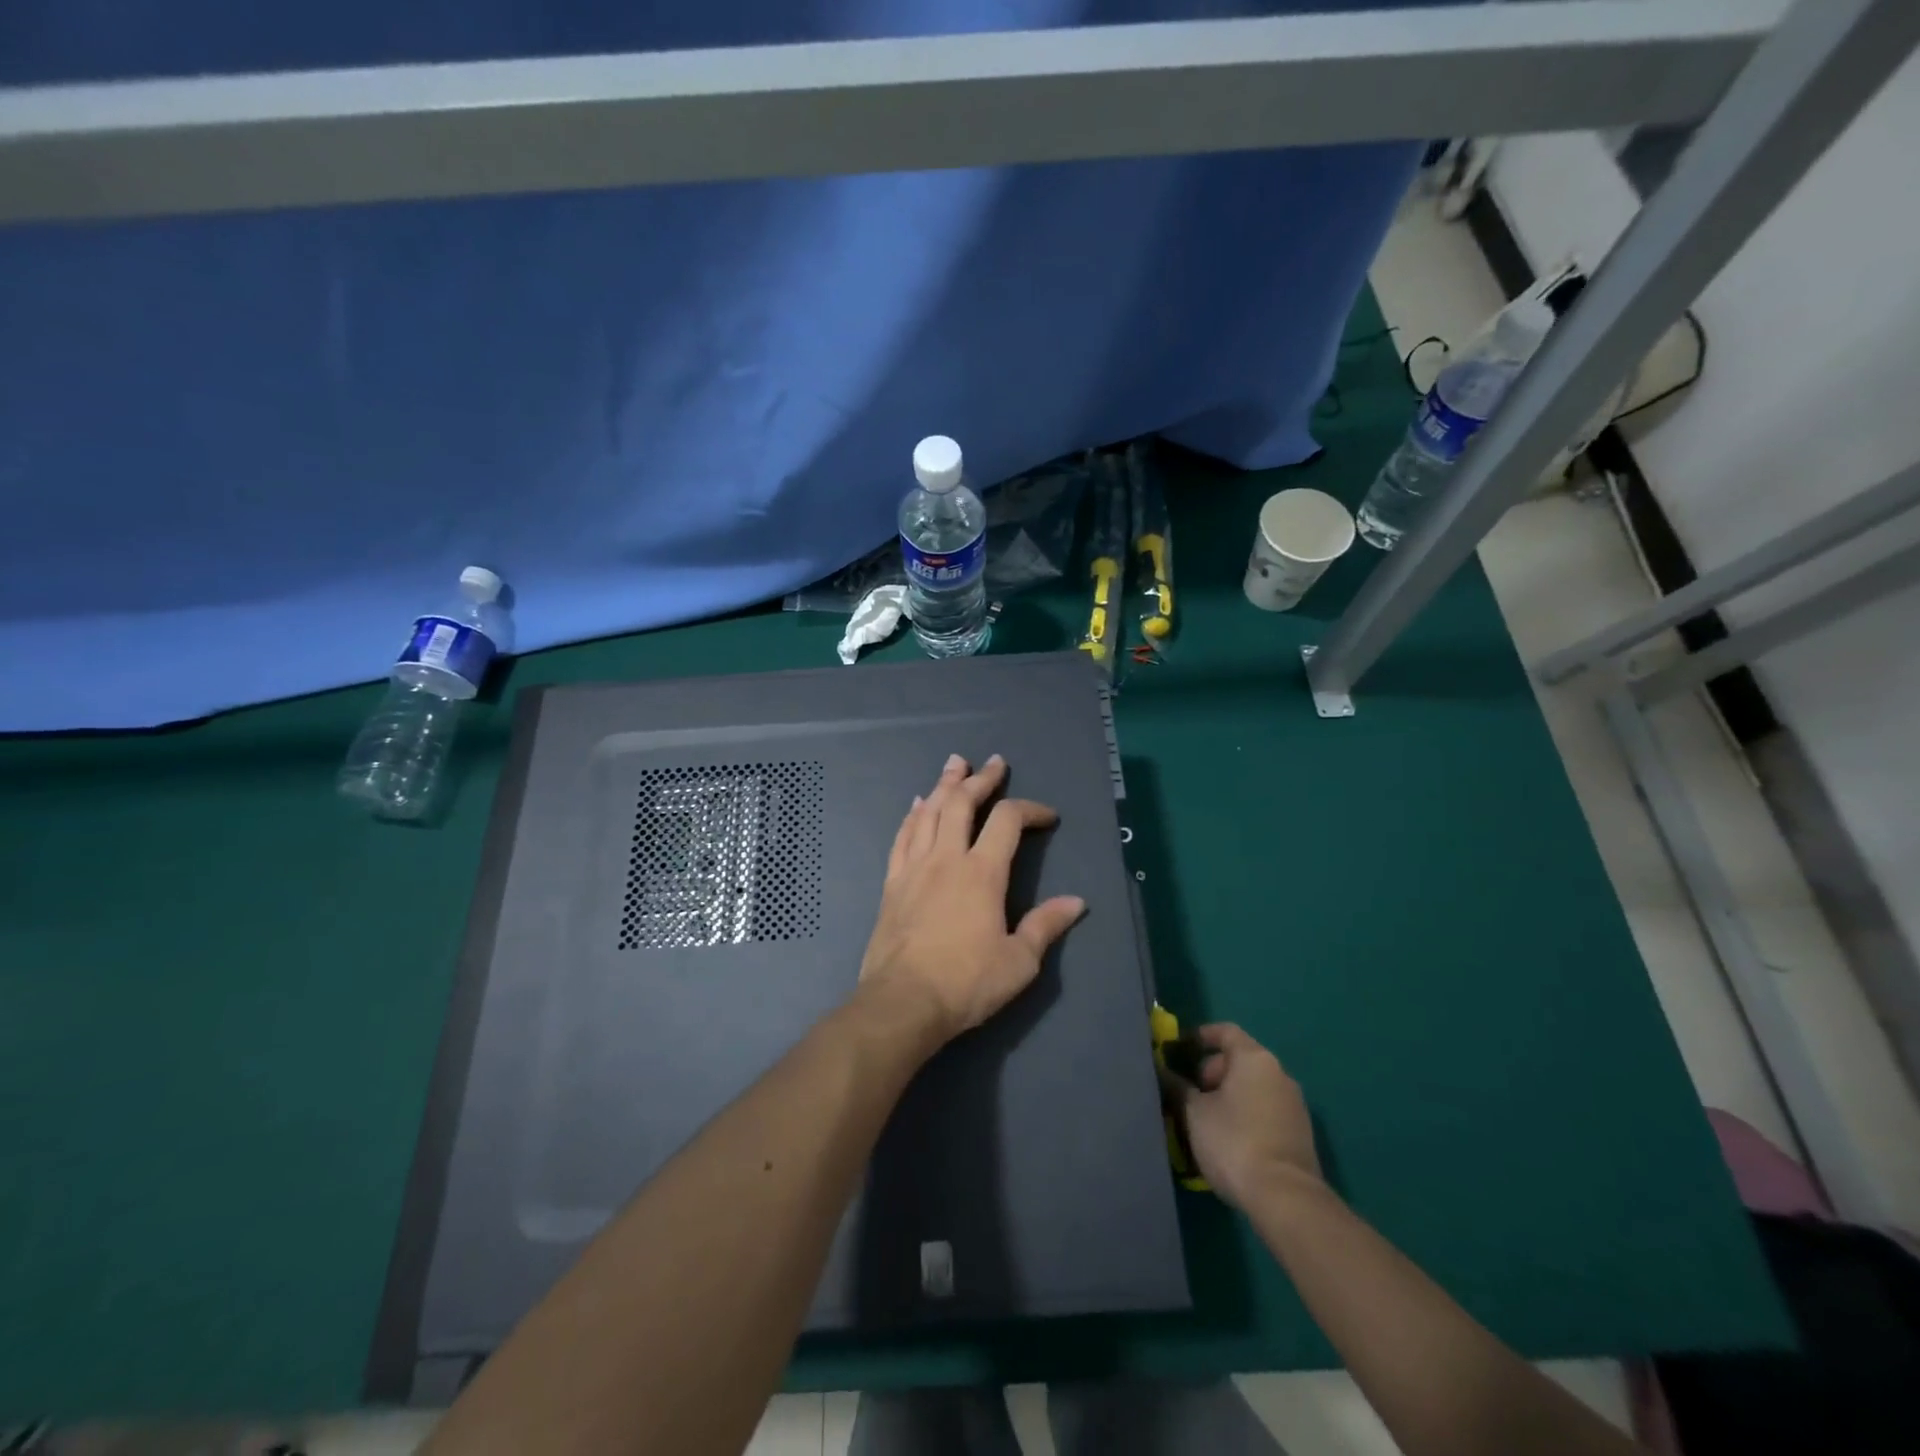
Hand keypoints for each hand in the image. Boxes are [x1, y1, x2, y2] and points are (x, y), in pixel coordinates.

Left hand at [858, 754, 1085, 1049]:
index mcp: (982, 872)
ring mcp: (914, 867)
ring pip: (929, 812)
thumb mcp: (1019, 962)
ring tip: (954, 765)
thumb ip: (1046, 926)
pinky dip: (912, 815)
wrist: (902, 1002)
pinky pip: (902, 836)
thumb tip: (1076, 902)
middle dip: (981, 779)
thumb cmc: (966, 983)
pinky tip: (916, 805)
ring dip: (944, 784)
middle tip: (993, 762)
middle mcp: (947, 858)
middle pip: (962, 803)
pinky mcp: (892, 882)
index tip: (1047, 816)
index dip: (1030, 809)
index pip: (1008, 821)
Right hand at [1164, 1024, 1323, 1210]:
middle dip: (1211, 1072)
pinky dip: (1245, 1115)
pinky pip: (1265, 1111)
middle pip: (1239, 1060)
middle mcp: (1279, 1074)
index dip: (1201, 1036)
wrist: (1286, 1198)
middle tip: (1188, 1094)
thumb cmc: (1234, 1141)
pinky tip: (1227, 1140)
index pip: (1225, 1031)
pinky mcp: (1300, 1134)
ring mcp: (1294, 1105)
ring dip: (1227, 1097)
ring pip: (1252, 1088)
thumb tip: (1163, 1073)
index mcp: (1254, 1059)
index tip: (1180, 1048)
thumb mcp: (1194, 1113)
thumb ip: (1177, 1087)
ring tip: (1203, 1120)